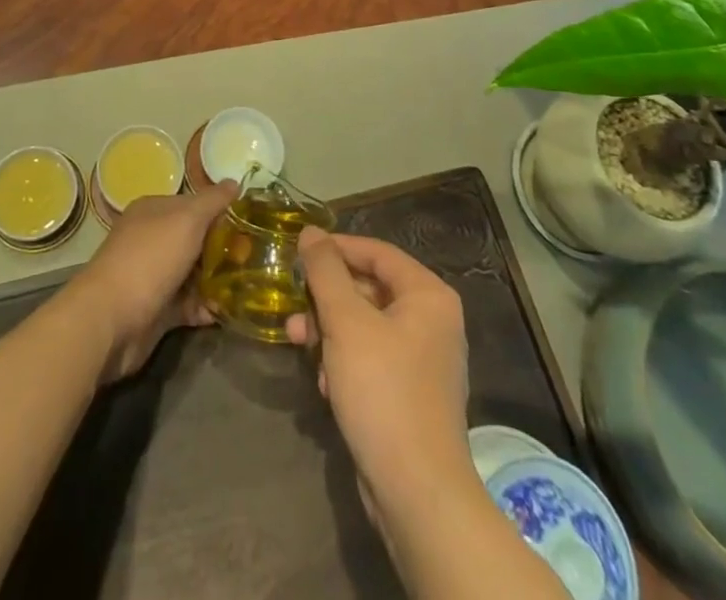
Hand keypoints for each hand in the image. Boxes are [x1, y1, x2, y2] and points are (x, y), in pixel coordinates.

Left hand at [64, 180, 235, 380]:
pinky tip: (225, 312)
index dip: (219, 212)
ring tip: (247, 286)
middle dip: (222, 248)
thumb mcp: (187, 219)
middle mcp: (151, 240)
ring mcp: (152, 276)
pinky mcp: (156, 310)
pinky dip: (205, 308)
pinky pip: (187, 305)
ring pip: (192, 273)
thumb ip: (212, 201)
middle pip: (194, 240)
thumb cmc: (150, 258)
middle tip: (254, 256)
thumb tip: (234, 182)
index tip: (248, 223)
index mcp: (153, 211)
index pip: (192, 204)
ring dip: (216, 280)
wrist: (110, 319)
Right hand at [286, 229, 476, 521]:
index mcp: (428, 295)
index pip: (377, 252)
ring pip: (365, 326)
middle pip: (369, 289)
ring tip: (299, 345)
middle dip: (327, 298)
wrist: (416, 493)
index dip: (336, 247)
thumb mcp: (346, 322)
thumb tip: (310, 232)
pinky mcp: (409, 394)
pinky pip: (371, 359)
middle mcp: (432, 321)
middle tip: (293, 306)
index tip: (298, 251)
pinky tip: (324, 385)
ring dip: (329, 332)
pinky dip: (344, 363)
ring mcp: (423, 360)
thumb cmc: (383, 391)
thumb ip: (325, 272)